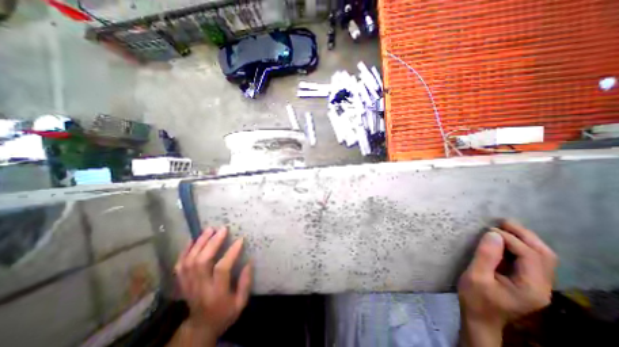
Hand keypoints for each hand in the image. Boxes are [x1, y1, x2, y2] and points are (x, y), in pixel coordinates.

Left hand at [172, 227, 252, 342]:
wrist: (200, 327)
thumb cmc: (224, 313)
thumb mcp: (240, 303)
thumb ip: (245, 283)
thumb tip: (249, 261)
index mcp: (216, 293)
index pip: (222, 269)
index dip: (231, 252)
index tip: (240, 239)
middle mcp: (200, 287)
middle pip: (202, 262)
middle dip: (212, 243)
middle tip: (222, 229)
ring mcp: (188, 285)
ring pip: (190, 261)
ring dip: (199, 243)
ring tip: (209, 229)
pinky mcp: (182, 283)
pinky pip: (180, 265)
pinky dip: (185, 251)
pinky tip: (193, 239)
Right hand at [459, 221, 555, 344]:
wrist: (480, 317)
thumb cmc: (475, 298)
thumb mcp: (475, 276)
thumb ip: (485, 256)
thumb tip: (492, 234)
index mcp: (531, 287)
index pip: (530, 256)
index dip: (510, 239)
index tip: (488, 229)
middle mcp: (542, 286)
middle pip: (544, 255)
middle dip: (524, 235)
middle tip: (503, 221)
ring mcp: (537, 284)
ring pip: (541, 256)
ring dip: (524, 239)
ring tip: (504, 226)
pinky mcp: (527, 281)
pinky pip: (531, 259)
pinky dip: (520, 245)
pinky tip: (505, 239)